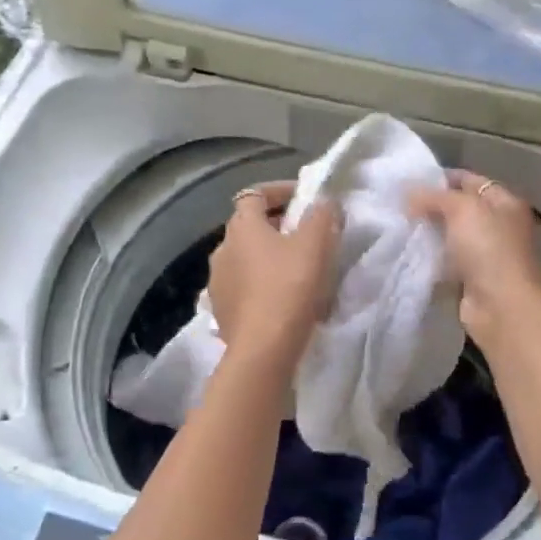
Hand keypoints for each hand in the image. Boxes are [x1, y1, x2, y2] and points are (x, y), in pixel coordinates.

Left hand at [208, 181, 342, 366]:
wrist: (263, 348)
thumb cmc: (290, 287)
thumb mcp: (316, 244)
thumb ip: (321, 215)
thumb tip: (323, 201)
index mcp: (242, 227)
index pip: (255, 194)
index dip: (280, 191)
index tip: (304, 199)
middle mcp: (222, 249)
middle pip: (249, 226)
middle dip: (276, 225)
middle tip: (306, 234)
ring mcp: (217, 281)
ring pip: (245, 257)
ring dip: (267, 256)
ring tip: (295, 269)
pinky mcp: (221, 310)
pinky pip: (243, 286)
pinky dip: (260, 283)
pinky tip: (281, 297)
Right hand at [407, 171, 540, 344]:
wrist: (501, 307)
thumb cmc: (488, 249)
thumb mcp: (462, 209)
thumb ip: (434, 196)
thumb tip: (408, 191)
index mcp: (505, 202)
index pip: (470, 180)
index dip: (441, 178)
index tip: (410, 181)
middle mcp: (500, 225)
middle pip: (460, 208)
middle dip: (431, 206)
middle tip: (399, 205)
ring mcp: (487, 253)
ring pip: (451, 235)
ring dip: (429, 232)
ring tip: (399, 226)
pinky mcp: (472, 278)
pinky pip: (447, 260)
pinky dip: (431, 257)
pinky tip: (409, 251)